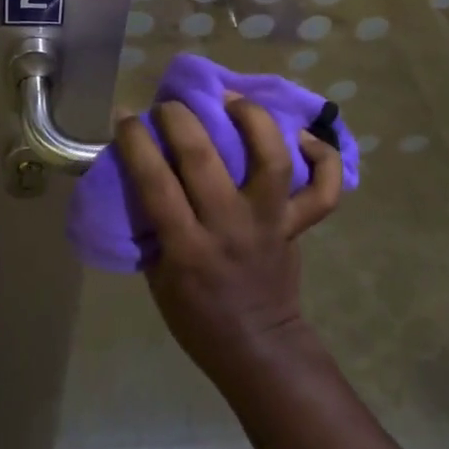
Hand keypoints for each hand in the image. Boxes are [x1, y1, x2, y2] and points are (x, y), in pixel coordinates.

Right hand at [115, 94, 343, 389]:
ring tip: (233, 99)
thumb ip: (153, 224)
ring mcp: (270, 223)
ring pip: (270, 160)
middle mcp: (231, 228)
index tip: (124, 115)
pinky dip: (323, 157)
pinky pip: (324, 190)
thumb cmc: (197, 316)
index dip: (135, 141)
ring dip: (252, 119)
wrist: (258, 348)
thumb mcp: (158, 275)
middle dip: (180, 118)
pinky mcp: (299, 225)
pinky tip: (303, 135)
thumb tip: (139, 169)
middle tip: (170, 104)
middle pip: (203, 158)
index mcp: (187, 248)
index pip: (155, 182)